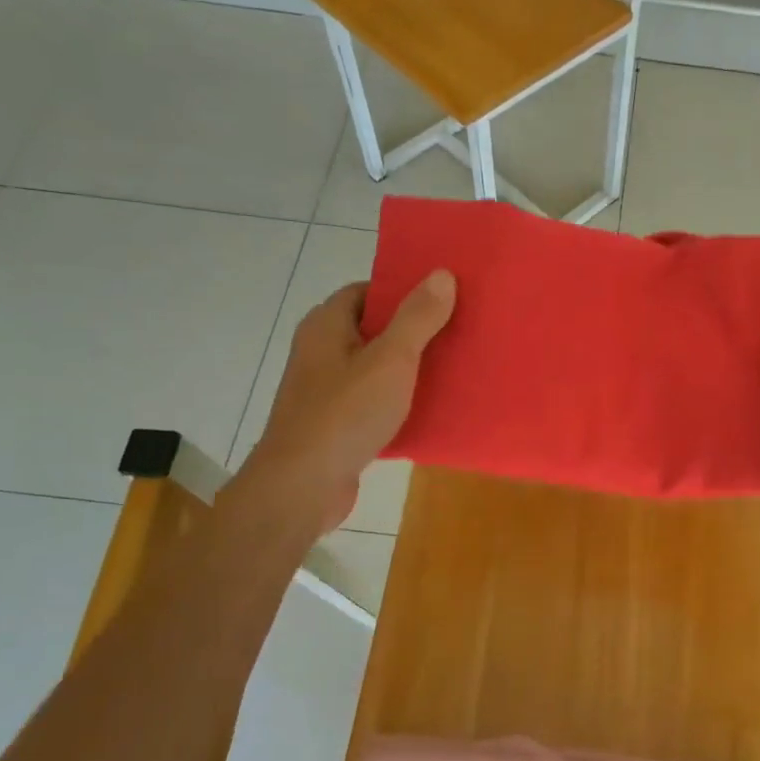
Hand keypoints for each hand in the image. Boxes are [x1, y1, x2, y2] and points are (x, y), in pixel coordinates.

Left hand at [232, 271, 455, 535]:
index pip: (366, 291)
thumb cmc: (345, 414)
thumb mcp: (391, 360)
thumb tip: (441, 274)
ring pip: (375, 367)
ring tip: (454, 367)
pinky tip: (431, 409)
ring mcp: (326, 390)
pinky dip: (399, 401)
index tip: (442, 297)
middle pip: (373, 328)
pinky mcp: (335, 424)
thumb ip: (418, 318)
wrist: (302, 487)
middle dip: (413, 330)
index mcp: (326, 326)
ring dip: (409, 368)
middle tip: (457, 330)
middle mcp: (321, 352)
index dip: (402, 290)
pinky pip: (374, 401)